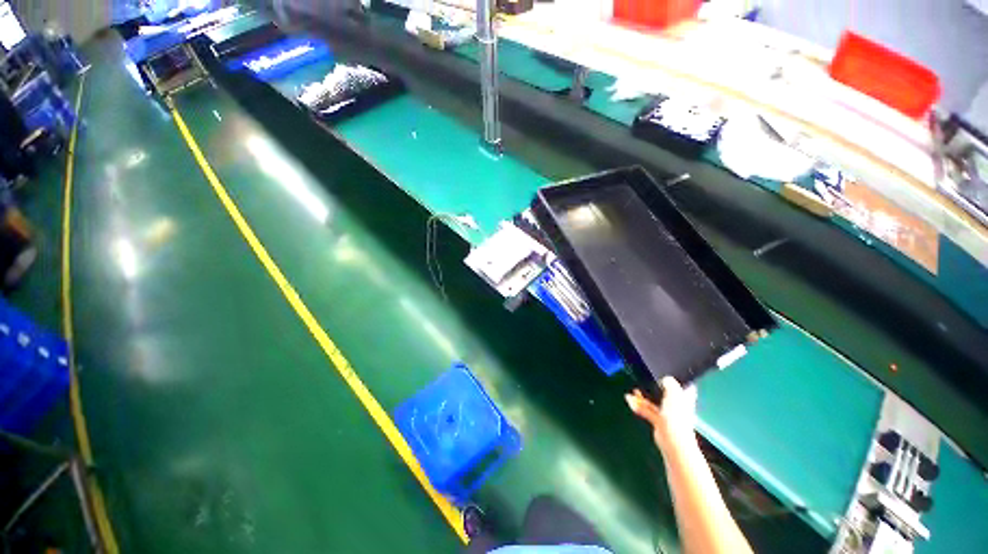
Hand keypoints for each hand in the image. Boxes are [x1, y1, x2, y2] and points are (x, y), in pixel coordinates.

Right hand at [625, 377, 697, 452]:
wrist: (672, 440)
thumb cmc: (676, 415)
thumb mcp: (674, 392)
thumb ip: (669, 382)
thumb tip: (666, 379)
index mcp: (685, 398)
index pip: (685, 386)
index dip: (678, 380)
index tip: (668, 374)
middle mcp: (678, 405)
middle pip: (667, 393)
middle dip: (655, 388)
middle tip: (645, 381)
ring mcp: (668, 414)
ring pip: (655, 402)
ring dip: (643, 397)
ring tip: (633, 391)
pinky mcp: (659, 421)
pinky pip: (648, 411)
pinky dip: (639, 406)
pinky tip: (630, 401)